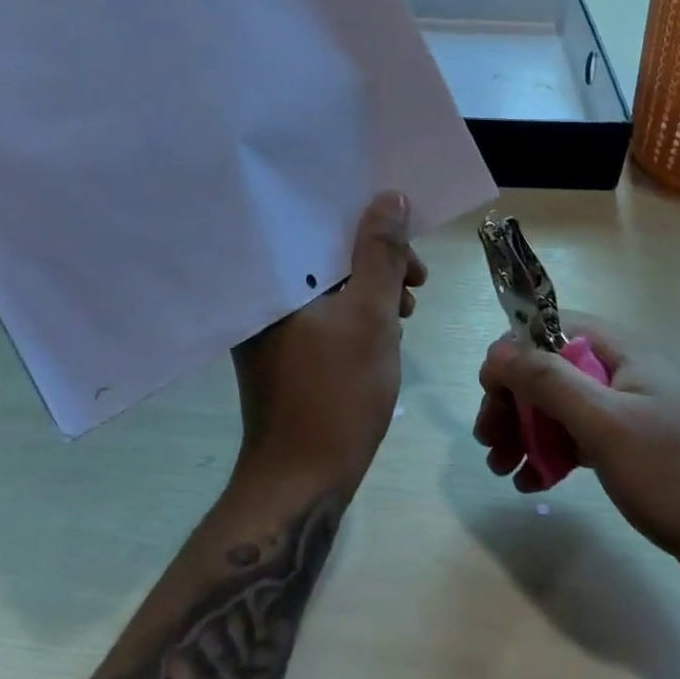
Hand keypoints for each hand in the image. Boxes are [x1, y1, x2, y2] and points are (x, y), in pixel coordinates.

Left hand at [231, 192, 427, 492]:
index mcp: (272, 280)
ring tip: (406, 313)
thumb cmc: (337, 393)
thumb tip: (390, 197)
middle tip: (417, 283)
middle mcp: (263, 296)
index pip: (318, 225)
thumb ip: (382, 254)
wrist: (302, 481)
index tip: (409, 248)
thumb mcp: (371, 316)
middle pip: (327, 256)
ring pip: (329, 288)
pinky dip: (356, 315)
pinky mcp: (284, 352)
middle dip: (378, 263)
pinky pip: (324, 315)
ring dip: (372, 291)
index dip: (368, 226)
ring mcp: (271, 327)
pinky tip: (384, 333)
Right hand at [473, 314, 679, 589]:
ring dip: (526, 431)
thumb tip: (497, 350)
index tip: (491, 396)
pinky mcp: (633, 446)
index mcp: (620, 349)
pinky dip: (551, 454)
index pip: (548, 329)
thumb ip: (548, 380)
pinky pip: (578, 437)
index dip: (512, 356)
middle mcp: (623, 370)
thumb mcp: (604, 424)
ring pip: (560, 406)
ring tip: (502, 468)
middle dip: (513, 402)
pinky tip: (533, 483)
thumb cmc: (675, 475)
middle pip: (549, 370)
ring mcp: (629, 409)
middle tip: (489, 443)